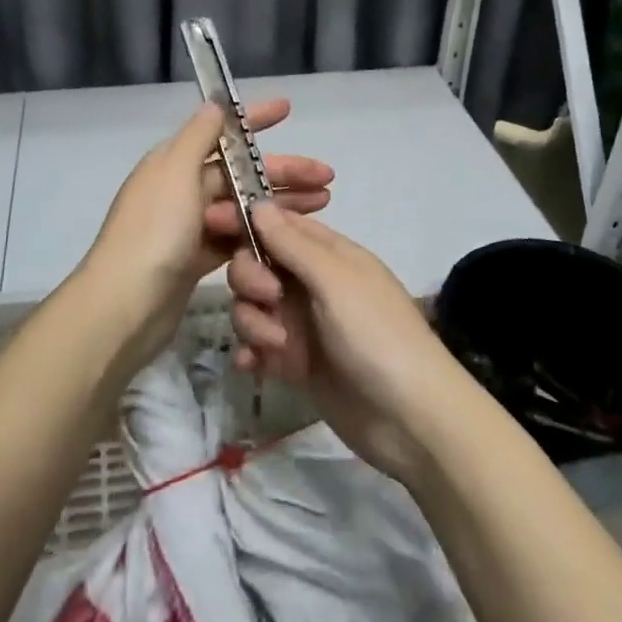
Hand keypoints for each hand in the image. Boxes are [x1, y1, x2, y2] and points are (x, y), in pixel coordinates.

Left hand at [72, 100, 333, 368]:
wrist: (125, 306)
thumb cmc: (153, 232)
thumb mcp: (175, 173)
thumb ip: (197, 137)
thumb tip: (215, 104)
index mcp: (173, 162)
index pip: (219, 131)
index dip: (254, 120)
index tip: (288, 109)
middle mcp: (181, 189)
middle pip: (240, 173)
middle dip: (283, 171)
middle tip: (327, 178)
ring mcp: (188, 226)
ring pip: (244, 206)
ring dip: (280, 203)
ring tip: (323, 205)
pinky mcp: (196, 260)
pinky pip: (237, 238)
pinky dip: (262, 235)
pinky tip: (291, 238)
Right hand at [226, 205, 465, 481]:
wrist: (410, 419)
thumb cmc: (377, 336)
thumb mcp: (335, 282)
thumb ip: (293, 244)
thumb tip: (258, 203)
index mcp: (328, 253)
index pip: (277, 223)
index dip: (245, 220)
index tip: (211, 221)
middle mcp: (312, 282)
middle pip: (257, 263)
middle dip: (251, 279)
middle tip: (268, 299)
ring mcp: (303, 323)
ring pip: (252, 306)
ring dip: (253, 322)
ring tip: (276, 347)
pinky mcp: (295, 361)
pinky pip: (257, 345)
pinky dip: (252, 352)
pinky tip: (254, 366)